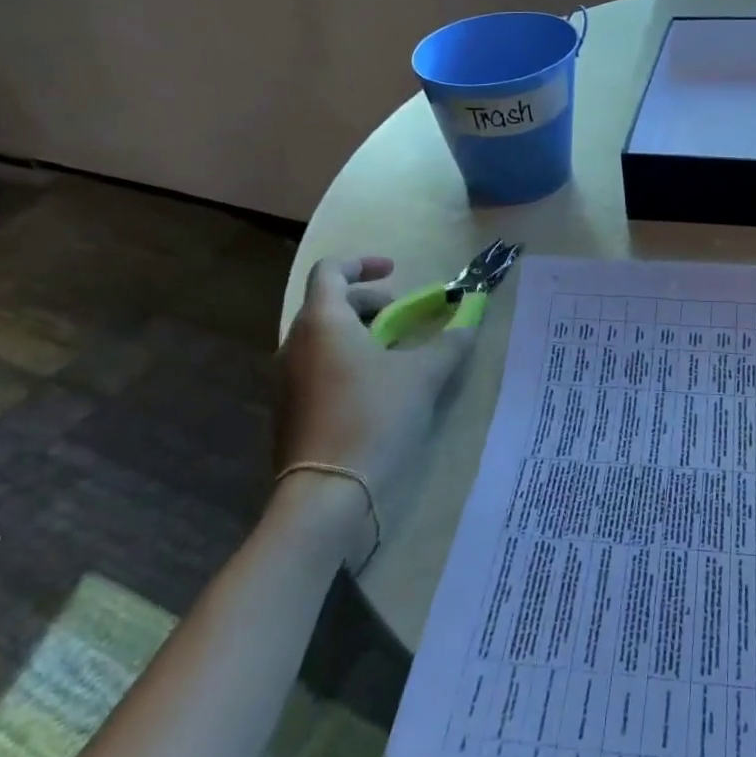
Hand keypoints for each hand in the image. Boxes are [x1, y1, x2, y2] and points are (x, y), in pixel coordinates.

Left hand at [275, 256, 474, 499]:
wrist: (326, 494)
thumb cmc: (374, 416)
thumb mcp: (423, 375)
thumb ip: (449, 343)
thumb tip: (469, 322)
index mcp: (322, 321)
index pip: (330, 269)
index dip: (363, 262)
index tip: (395, 272)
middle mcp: (295, 343)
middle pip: (328, 303)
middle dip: (368, 302)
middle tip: (401, 316)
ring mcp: (286, 379)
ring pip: (322, 337)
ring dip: (358, 333)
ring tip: (393, 353)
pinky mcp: (288, 410)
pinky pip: (317, 367)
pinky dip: (345, 361)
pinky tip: (375, 389)